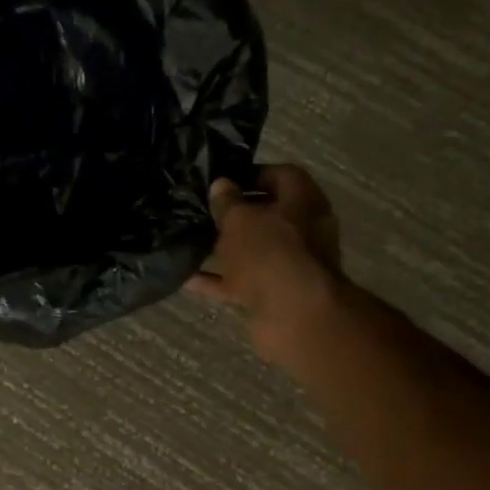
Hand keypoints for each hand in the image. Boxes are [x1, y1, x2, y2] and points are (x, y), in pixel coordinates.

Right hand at [189, 164, 344, 363]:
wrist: (294, 315)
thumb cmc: (271, 252)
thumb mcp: (241, 219)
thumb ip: (228, 202)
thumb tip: (221, 185)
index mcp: (304, 201)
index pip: (281, 176)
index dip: (252, 174)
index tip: (221, 181)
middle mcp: (302, 231)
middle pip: (266, 216)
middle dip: (234, 214)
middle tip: (200, 210)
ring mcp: (288, 265)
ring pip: (252, 251)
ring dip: (223, 248)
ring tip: (189, 241)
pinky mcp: (273, 294)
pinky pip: (241, 281)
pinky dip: (217, 280)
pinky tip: (186, 277)